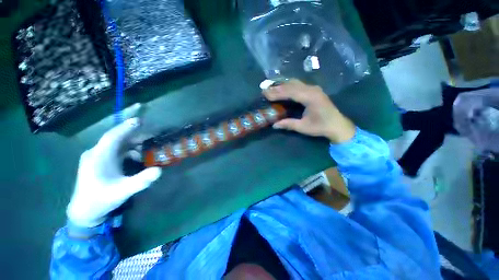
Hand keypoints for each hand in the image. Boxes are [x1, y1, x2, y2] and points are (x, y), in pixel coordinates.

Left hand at [67, 118, 161, 227]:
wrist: (84, 212)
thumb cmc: (101, 200)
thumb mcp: (123, 191)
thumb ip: (141, 180)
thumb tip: (159, 170)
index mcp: (99, 157)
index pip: (113, 136)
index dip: (126, 127)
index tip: (139, 120)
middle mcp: (96, 153)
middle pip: (117, 139)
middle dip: (135, 136)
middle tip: (153, 136)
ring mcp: (97, 158)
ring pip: (117, 145)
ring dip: (133, 145)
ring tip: (148, 148)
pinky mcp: (99, 162)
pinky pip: (116, 151)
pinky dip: (128, 151)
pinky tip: (137, 157)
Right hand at [263, 79, 354, 142]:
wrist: (338, 125)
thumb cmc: (321, 127)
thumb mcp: (303, 127)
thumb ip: (289, 124)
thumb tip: (274, 125)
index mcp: (310, 97)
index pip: (290, 92)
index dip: (277, 93)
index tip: (265, 94)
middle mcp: (312, 89)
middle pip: (291, 85)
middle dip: (277, 87)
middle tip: (265, 90)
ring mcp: (313, 88)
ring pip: (295, 83)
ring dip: (282, 85)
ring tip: (271, 88)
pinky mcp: (314, 90)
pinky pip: (298, 85)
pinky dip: (288, 86)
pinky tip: (282, 88)